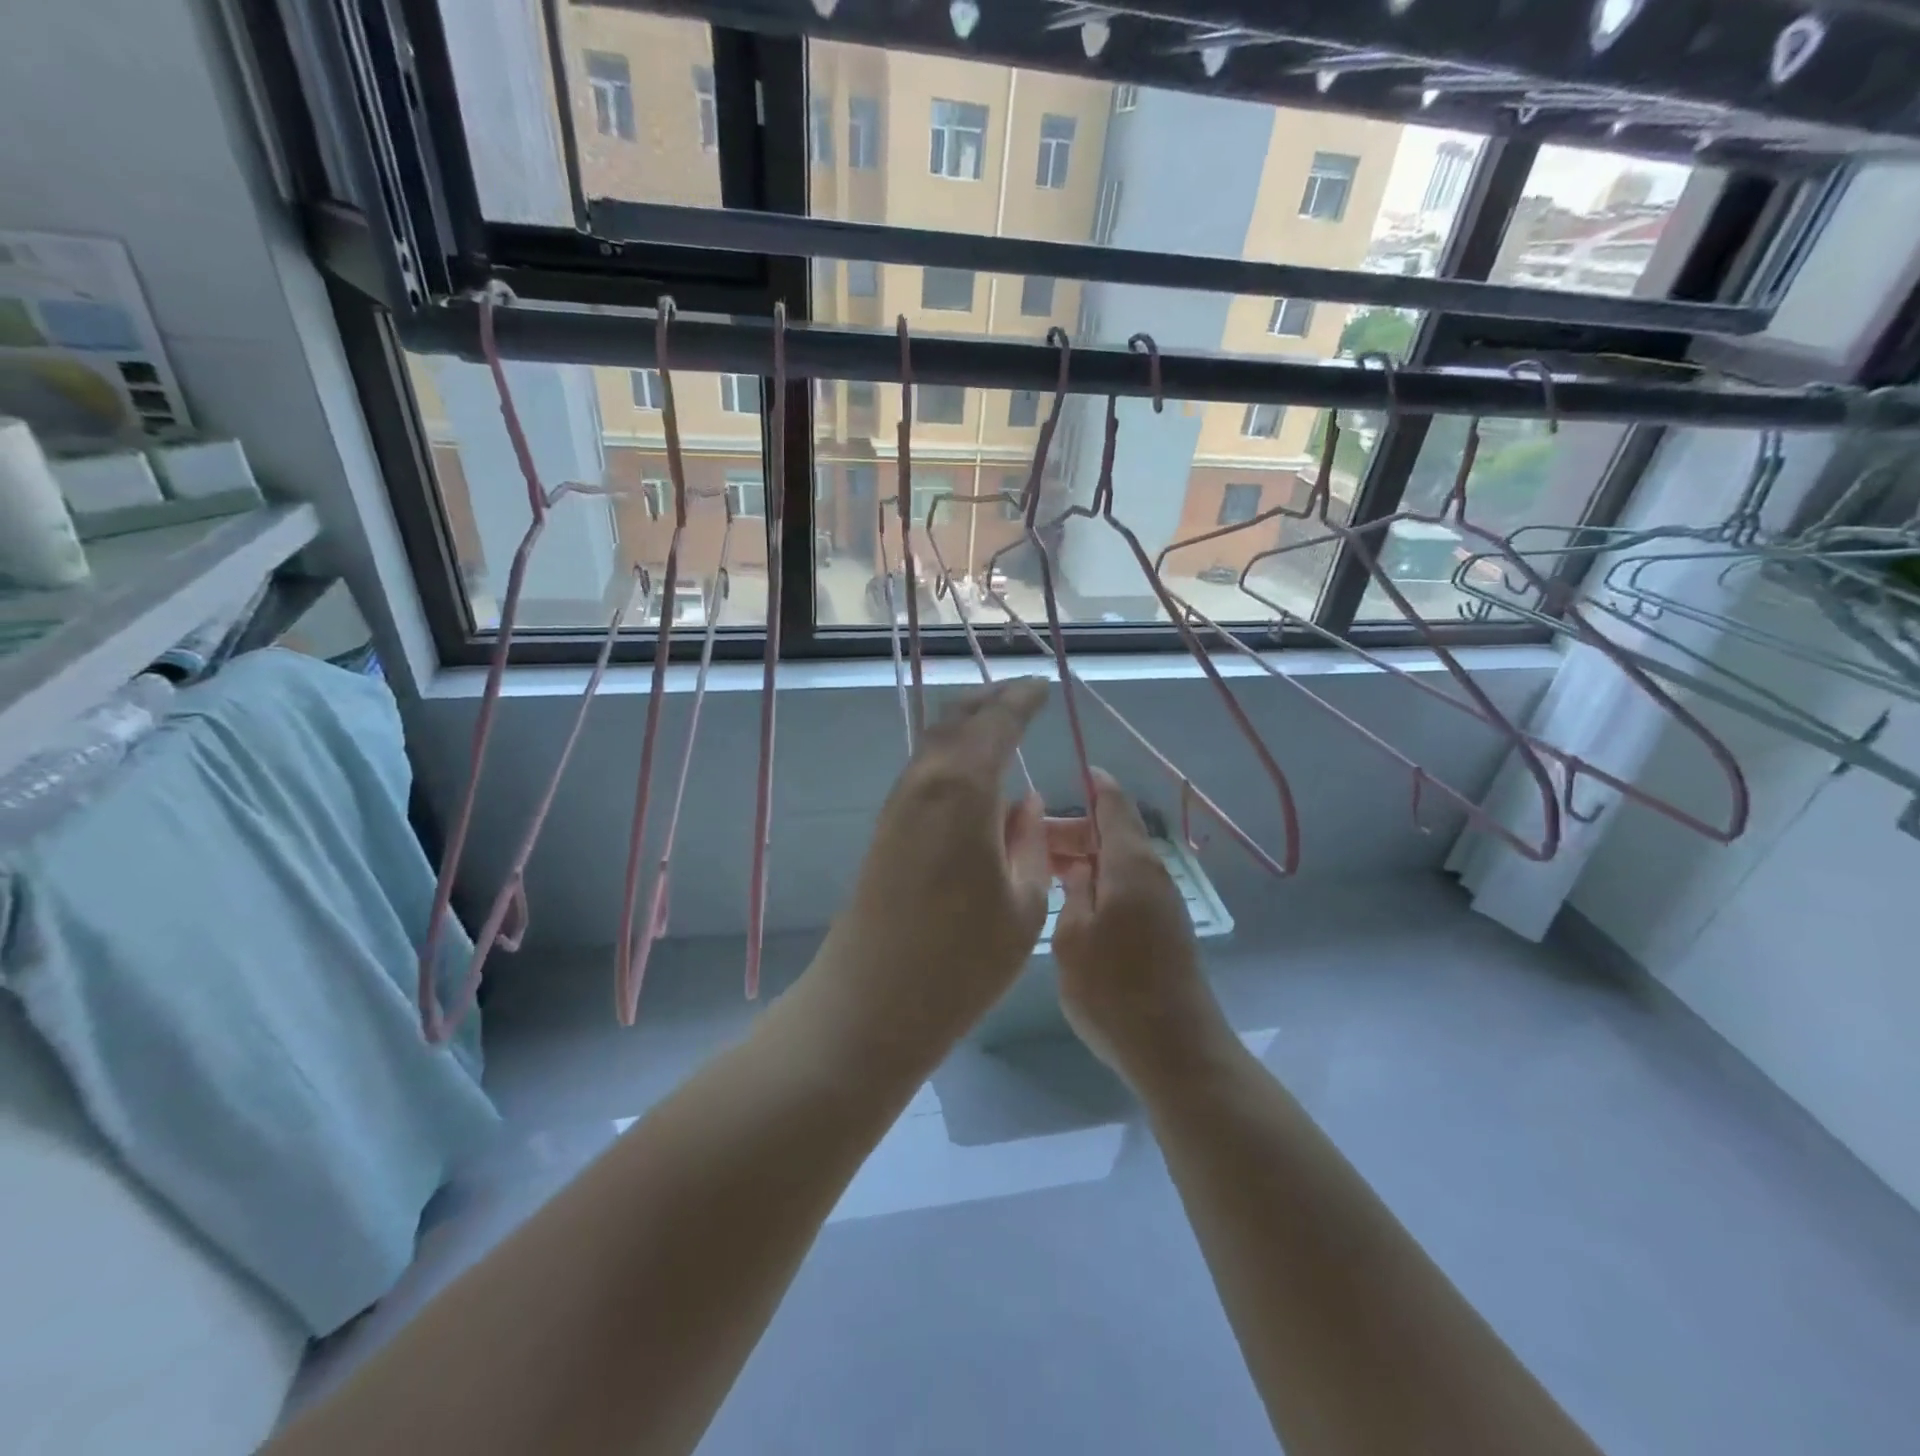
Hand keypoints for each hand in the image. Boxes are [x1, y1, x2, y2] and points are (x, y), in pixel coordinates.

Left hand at [814, 679, 1051, 1055]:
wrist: (873, 1001)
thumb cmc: (963, 959)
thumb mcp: (1023, 902)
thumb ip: (1028, 842)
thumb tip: (1023, 803)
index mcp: (964, 788)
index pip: (997, 723)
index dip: (1022, 700)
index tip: (1043, 686)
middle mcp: (925, 781)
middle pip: (956, 720)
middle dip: (990, 701)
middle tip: (1021, 693)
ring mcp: (898, 804)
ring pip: (934, 742)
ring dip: (966, 725)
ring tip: (997, 722)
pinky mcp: (886, 828)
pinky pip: (924, 770)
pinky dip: (950, 754)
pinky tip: (969, 772)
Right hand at [1051, 769, 1230, 1086]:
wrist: (1175, 1049)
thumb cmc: (1114, 990)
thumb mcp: (1073, 937)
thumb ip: (1072, 891)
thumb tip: (1077, 866)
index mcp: (1130, 864)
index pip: (1113, 805)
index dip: (1094, 785)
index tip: (1071, 772)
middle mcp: (1151, 874)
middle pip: (1112, 834)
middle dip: (1072, 831)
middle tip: (1028, 845)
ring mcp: (1160, 903)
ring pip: (1117, 862)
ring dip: (1083, 859)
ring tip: (1042, 872)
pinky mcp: (1162, 929)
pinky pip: (1125, 886)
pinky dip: (1098, 882)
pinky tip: (1070, 902)